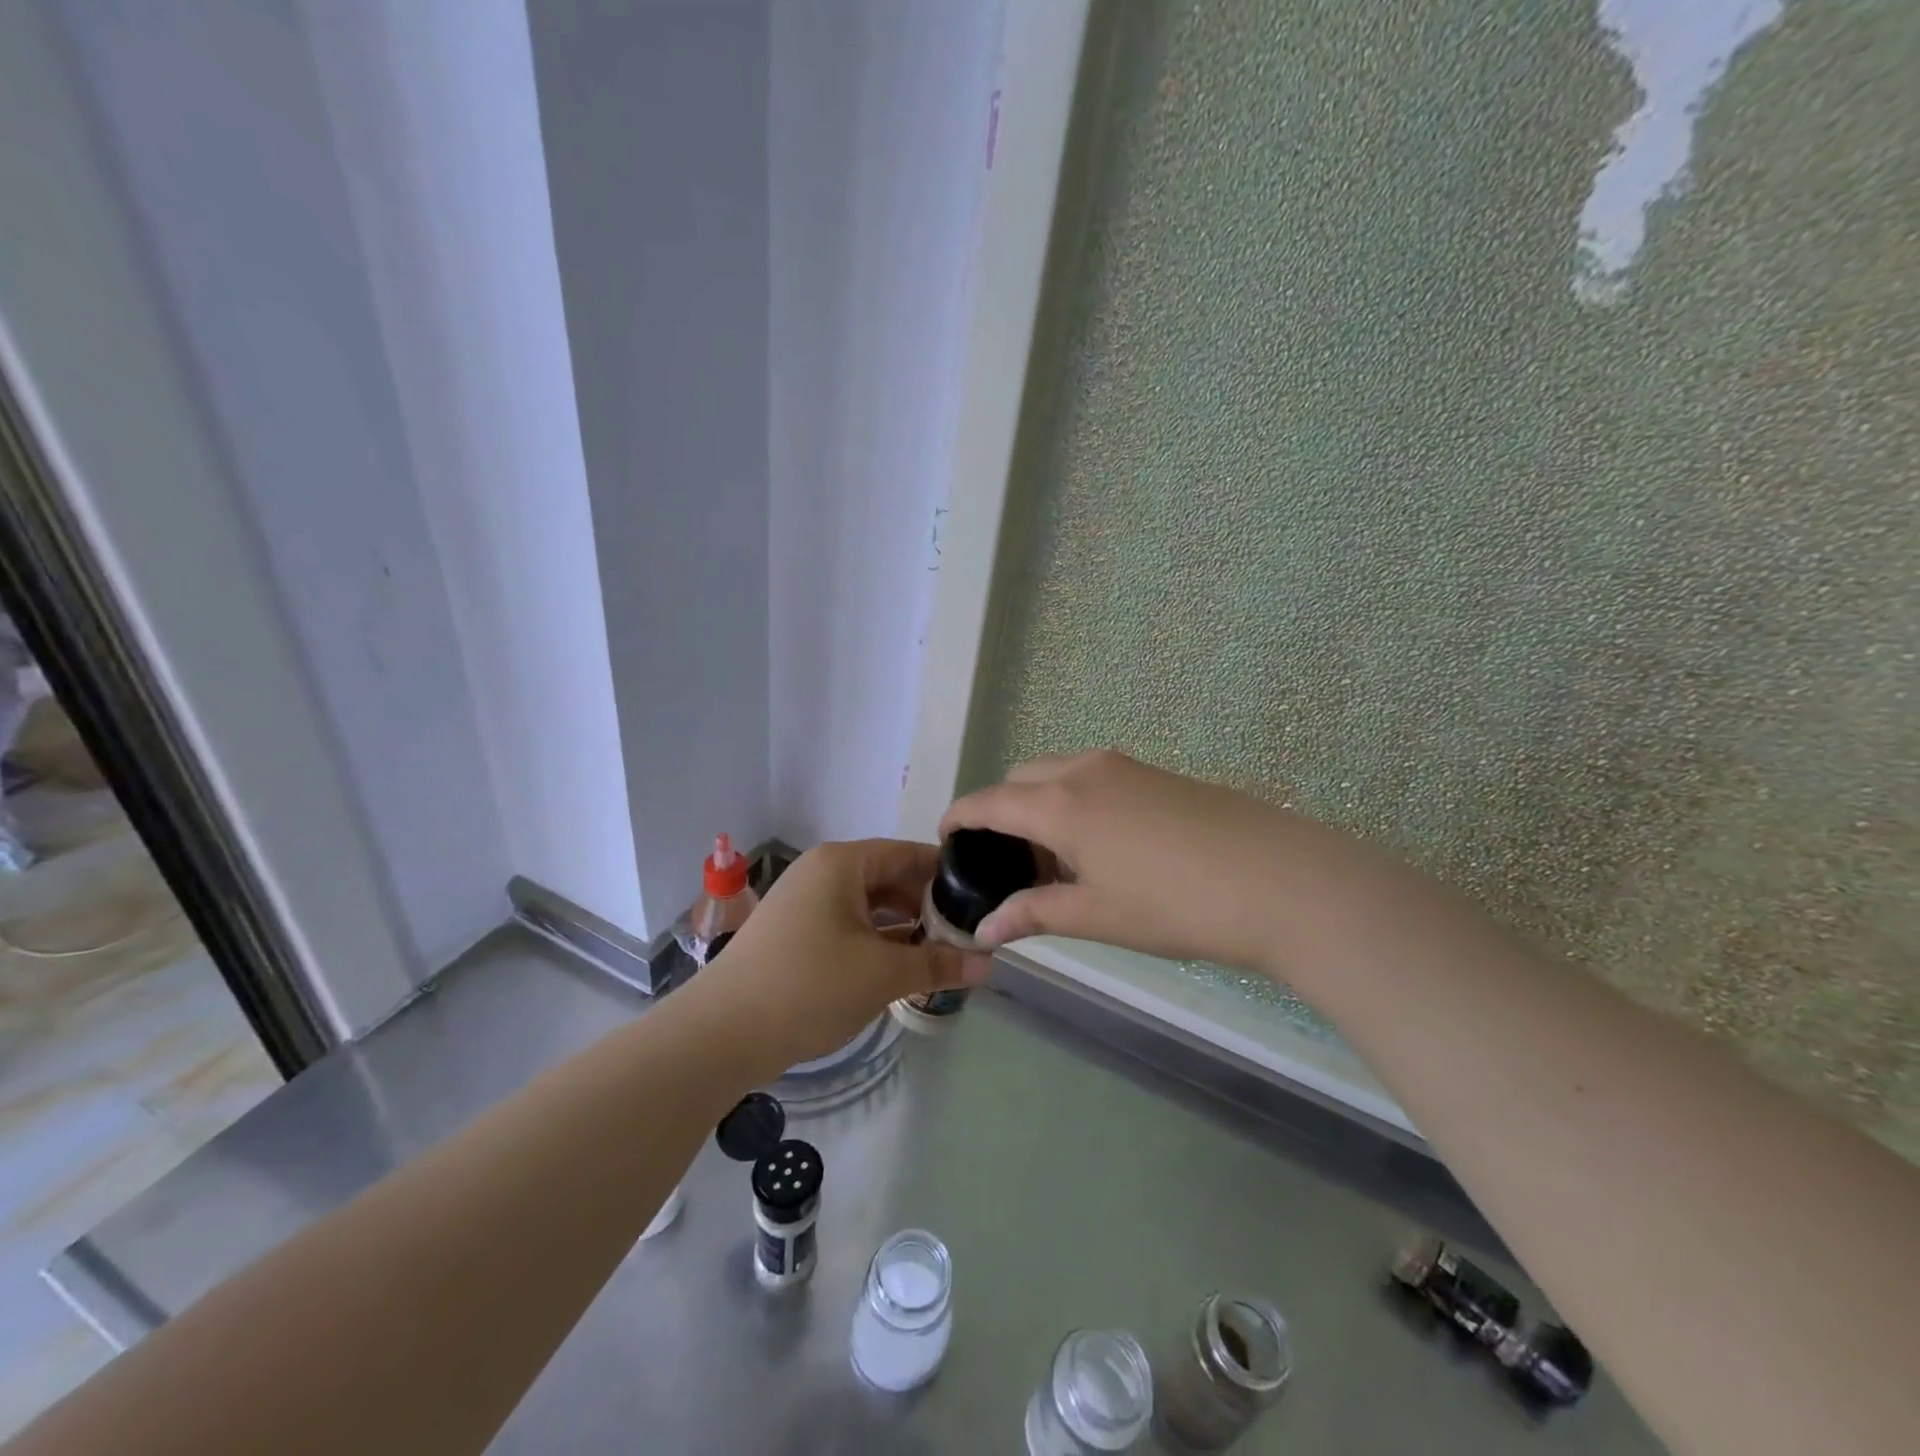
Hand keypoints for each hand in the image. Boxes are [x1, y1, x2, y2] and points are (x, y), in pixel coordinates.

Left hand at [696, 839, 986, 1070]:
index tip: (981, 897)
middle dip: (927, 908)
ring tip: (940, 957)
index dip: (946, 874)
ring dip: (903, 930)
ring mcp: (804, 904)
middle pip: (889, 879)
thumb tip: (988, 963)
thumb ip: (937, 964)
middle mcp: (822, 873)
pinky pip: (847, 927)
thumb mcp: (882, 974)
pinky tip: (899, 971)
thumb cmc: (809, 986)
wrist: (720, 1033)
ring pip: (868, 907)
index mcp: (843, 863)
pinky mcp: (794, 935)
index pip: (908, 854)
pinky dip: (875, 944)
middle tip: (966, 936)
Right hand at [940, 749, 1301, 971]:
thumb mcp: (1096, 915)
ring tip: (1057, 861)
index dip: (959, 817)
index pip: (989, 801)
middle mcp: (1085, 770)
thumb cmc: (1176, 904)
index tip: (944, 838)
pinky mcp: (1157, 773)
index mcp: (1060, 803)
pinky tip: (1101, 847)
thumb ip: (1034, 915)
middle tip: (1010, 863)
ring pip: (1059, 774)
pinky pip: (1094, 777)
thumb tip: (985, 930)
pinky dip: (1075, 801)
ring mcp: (1125, 766)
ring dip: (1041, 805)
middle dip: (1002, 811)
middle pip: (1021, 778)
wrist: (1280, 879)